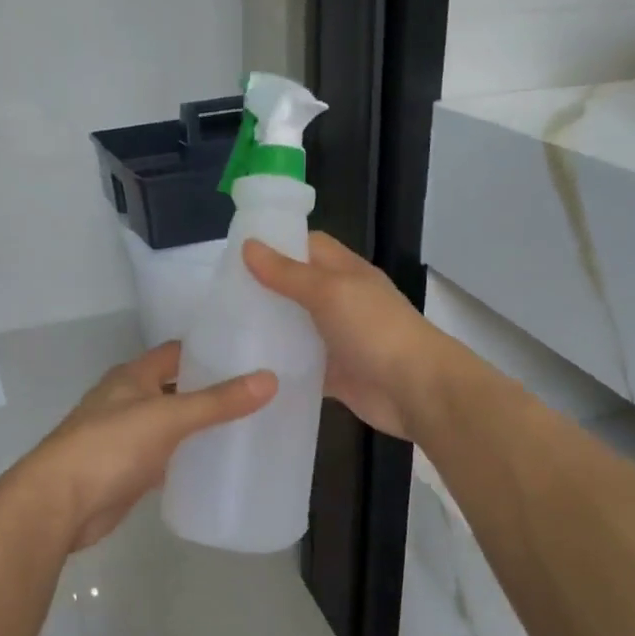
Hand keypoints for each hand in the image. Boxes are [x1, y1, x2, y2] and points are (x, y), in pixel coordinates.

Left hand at [15, 341, 274, 552]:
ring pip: (171, 423)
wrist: (60, 504)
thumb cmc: (111, 446)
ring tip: (247, 424)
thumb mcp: (169, 417)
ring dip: (199, 424)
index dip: (207, 349)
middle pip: (175, 387)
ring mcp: (126, 437)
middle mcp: (127, 400)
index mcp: (132, 376)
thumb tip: (270, 379)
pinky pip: (166, 456)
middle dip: (210, 388)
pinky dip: (187, 456)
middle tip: (257, 391)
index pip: (175, 352)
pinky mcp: (128, 471)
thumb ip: (218, 401)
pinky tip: (215, 462)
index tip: (248, 352)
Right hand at [243, 233, 450, 440]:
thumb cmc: (375, 330)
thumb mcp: (329, 292)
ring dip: (268, 330)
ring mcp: (337, 339)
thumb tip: (248, 246)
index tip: (235, 254)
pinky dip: (279, 367)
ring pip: (296, 329)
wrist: (415, 390)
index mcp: (345, 273)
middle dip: (264, 290)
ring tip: (223, 330)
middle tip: (219, 296)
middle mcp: (341, 302)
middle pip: (297, 288)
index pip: (307, 246)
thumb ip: (288, 273)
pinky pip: (300, 366)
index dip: (275, 245)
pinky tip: (246, 369)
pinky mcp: (333, 374)